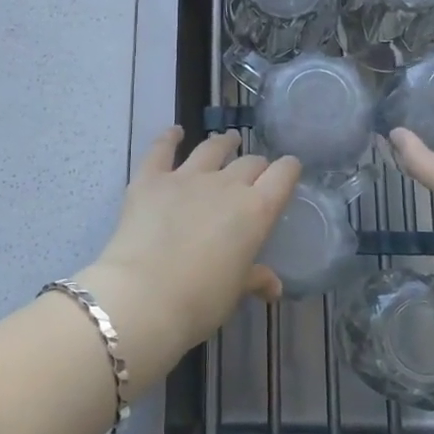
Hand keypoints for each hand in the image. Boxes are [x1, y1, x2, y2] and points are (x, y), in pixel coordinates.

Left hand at [76, 128, 301, 388]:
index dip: (289, 170)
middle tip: (255, 172)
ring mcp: (186, 177)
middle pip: (249, 163)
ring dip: (223, 143)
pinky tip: (175, 132)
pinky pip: (162, 150)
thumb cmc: (199, 301)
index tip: (290, 169)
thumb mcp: (234, 292)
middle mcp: (226, 185)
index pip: (282, 177)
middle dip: (256, 165)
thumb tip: (273, 286)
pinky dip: (169, 138)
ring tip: (229, 139)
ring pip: (212, 149)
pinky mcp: (151, 179)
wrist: (143, 296)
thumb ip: (254, 279)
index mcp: (255, 211)